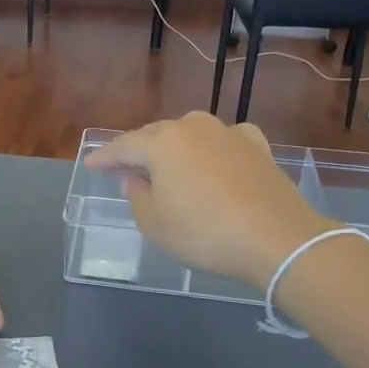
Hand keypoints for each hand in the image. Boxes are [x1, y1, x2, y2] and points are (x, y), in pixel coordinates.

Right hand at [84, 113, 328, 289]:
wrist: (277, 239)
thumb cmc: (204, 233)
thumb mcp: (155, 224)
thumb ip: (138, 197)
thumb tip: (137, 179)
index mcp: (162, 143)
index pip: (123, 146)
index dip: (105, 158)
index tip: (91, 165)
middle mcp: (193, 128)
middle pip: (156, 136)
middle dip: (138, 151)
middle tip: (125, 168)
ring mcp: (229, 134)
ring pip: (191, 134)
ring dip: (175, 148)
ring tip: (168, 166)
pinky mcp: (258, 147)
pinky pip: (225, 140)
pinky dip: (214, 148)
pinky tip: (217, 157)